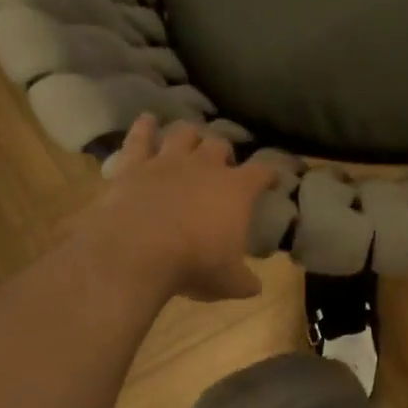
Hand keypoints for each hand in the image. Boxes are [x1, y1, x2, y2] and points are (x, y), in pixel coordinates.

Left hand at [84, 116, 278, 301]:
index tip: (273, 177)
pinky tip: (147, 120)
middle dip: (225, 152)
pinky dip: (145, 127)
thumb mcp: (229, 282)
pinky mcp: (134, 165)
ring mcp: (168, 161)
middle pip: (220, 145)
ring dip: (190, 134)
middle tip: (224, 163)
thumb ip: (245, 281)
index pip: (262, 172)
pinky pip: (140, 137)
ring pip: (184, 133)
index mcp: (237, 191)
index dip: (270, 173)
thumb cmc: (194, 265)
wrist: (136, 251)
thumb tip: (255, 287)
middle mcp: (205, 167)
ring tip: (191, 138)